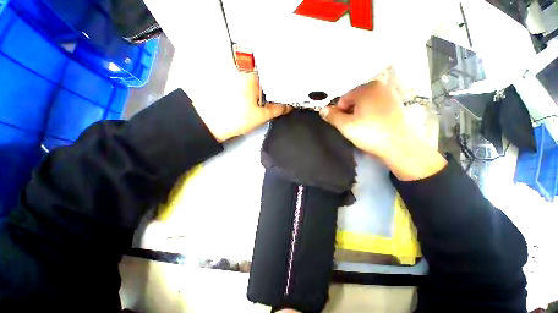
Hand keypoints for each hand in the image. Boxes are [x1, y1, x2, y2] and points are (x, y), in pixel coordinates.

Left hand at [193, 72, 291, 142]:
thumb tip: (289, 106)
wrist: (210, 124)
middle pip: (264, 77)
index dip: (282, 83)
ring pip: (255, 82)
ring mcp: (235, 78)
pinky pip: (247, 85)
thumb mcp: (260, 116)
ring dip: (263, 90)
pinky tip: (257, 100)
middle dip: (273, 87)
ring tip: (270, 100)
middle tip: (281, 98)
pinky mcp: (229, 85)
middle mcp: (243, 73)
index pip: (273, 74)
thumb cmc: (236, 118)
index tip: (288, 91)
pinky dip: (254, 92)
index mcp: (252, 77)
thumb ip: (277, 109)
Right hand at [320, 80, 446, 180]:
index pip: (343, 98)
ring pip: (365, 103)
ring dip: (359, 114)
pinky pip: (376, 106)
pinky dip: (370, 114)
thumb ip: (331, 116)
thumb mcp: (345, 126)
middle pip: (354, 99)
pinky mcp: (397, 104)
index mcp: (367, 87)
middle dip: (349, 112)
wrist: (400, 146)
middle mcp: (380, 86)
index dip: (339, 112)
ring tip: (362, 127)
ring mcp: (390, 94)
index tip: (342, 124)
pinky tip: (372, 125)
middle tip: (352, 126)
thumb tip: (322, 110)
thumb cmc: (370, 133)